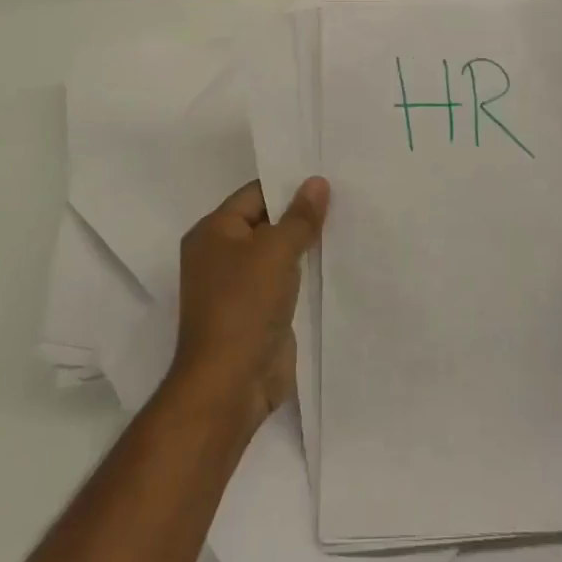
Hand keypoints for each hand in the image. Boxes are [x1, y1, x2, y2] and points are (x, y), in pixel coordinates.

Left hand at [168, 177, 328, 437]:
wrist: (231, 383)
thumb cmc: (245, 304)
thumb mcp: (276, 250)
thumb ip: (300, 216)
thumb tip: (317, 182)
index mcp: (213, 232)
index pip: (255, 194)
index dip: (289, 184)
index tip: (327, 178)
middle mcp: (221, 255)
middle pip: (267, 222)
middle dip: (301, 214)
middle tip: (345, 197)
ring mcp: (238, 286)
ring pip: (278, 253)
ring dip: (306, 245)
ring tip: (348, 225)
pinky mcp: (257, 312)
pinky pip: (284, 281)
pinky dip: (305, 273)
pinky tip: (336, 263)